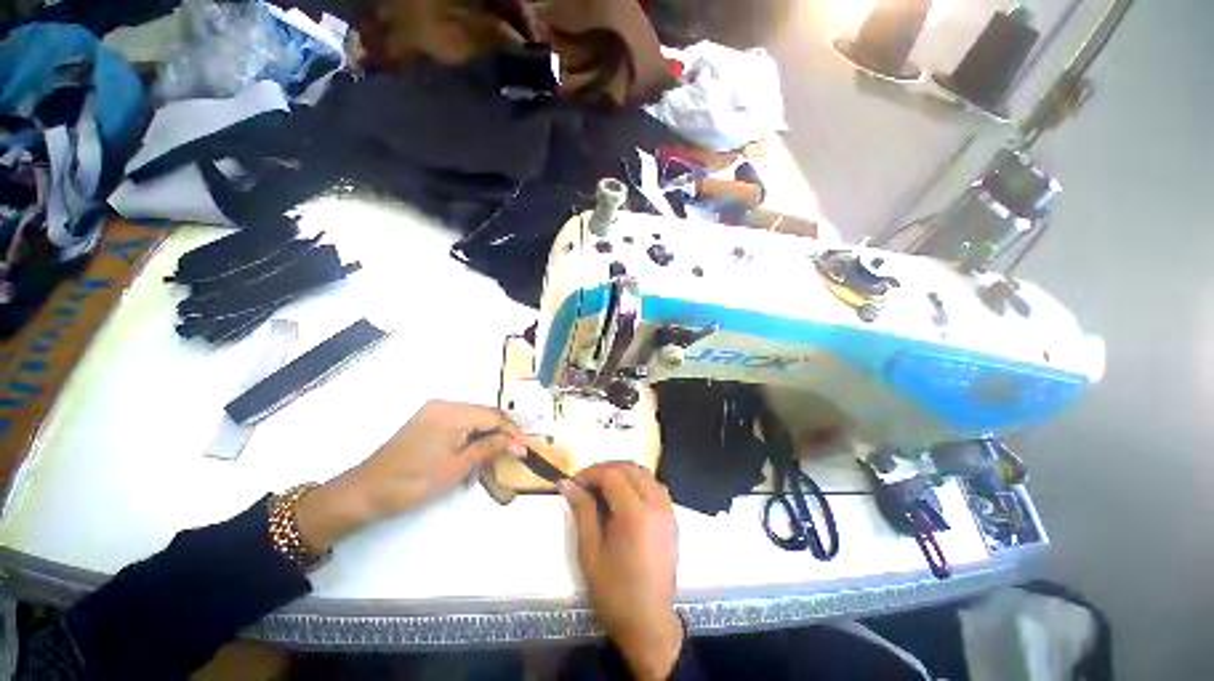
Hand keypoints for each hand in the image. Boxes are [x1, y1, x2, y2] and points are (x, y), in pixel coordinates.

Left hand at [297, 401, 526, 552]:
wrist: (366, 491)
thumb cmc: (414, 482)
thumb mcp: (457, 467)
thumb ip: (490, 449)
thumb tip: (520, 444)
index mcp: (452, 413)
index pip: (493, 417)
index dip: (512, 432)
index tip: (527, 447)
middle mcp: (445, 405)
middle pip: (485, 414)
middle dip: (502, 433)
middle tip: (516, 451)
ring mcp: (435, 411)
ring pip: (474, 418)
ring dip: (488, 435)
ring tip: (499, 453)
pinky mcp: (428, 420)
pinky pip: (460, 422)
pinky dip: (472, 435)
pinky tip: (477, 450)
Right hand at [561, 463, 682, 680]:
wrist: (649, 622)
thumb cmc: (614, 591)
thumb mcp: (590, 551)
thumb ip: (582, 511)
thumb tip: (567, 483)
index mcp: (635, 514)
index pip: (611, 475)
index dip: (590, 473)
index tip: (573, 482)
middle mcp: (656, 504)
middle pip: (630, 468)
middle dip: (605, 469)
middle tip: (586, 483)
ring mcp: (668, 510)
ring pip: (644, 473)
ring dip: (623, 472)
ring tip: (603, 487)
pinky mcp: (672, 517)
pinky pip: (655, 485)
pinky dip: (639, 481)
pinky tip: (625, 496)